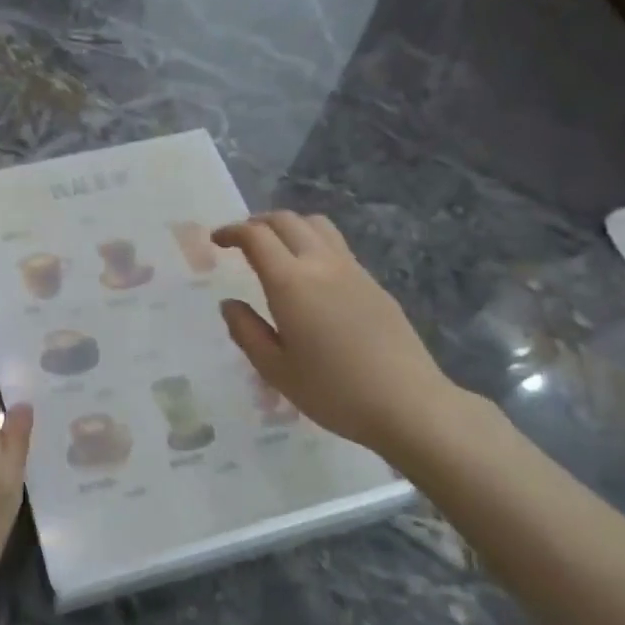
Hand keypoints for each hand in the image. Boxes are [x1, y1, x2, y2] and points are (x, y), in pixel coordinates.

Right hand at [214, 211, 462, 457]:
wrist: (408, 404)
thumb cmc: (333, 392)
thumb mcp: (275, 369)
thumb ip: (246, 331)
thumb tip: (230, 304)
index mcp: (291, 283)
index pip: (256, 236)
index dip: (232, 231)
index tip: (217, 240)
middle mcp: (321, 264)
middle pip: (286, 220)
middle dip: (257, 222)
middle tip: (240, 241)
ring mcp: (353, 270)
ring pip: (317, 225)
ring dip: (289, 226)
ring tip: (275, 248)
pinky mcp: (374, 284)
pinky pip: (337, 246)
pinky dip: (313, 244)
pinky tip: (309, 276)